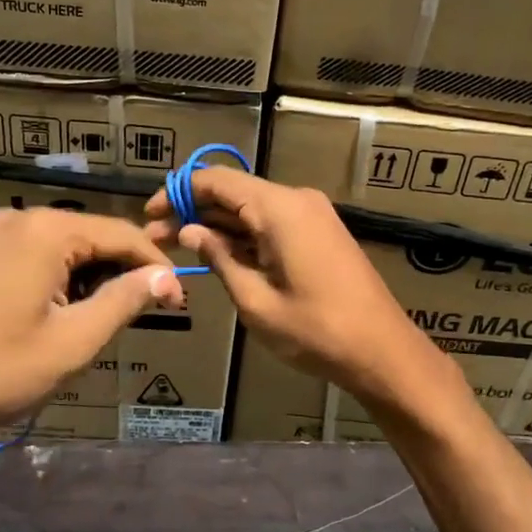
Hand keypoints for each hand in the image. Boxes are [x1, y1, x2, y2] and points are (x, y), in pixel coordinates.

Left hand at [0, 208, 181, 462]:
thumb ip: (125, 300)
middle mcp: (19, 218)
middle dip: (124, 271)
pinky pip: (36, 253)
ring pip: (65, 245)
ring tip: (107, 317)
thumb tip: (166, 277)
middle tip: (148, 311)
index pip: (121, 234)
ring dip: (93, 276)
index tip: (178, 301)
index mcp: (45, 231)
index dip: (156, 266)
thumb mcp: (74, 340)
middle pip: (92, 236)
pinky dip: (61, 276)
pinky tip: (65, 310)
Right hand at [145, 167, 447, 405]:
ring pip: (253, 210)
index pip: (217, 180)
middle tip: (155, 239)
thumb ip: (220, 259)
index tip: (149, 215)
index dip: (179, 193)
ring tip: (177, 248)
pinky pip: (273, 224)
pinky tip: (218, 255)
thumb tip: (191, 231)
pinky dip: (245, 236)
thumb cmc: (316, 331)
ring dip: (218, 226)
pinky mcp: (320, 233)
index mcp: (280, 208)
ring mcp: (313, 215)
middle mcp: (297, 200)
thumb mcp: (256, 300)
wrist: (383, 351)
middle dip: (194, 212)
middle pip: (234, 193)